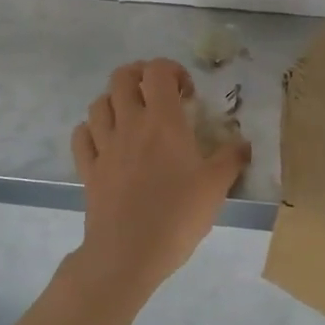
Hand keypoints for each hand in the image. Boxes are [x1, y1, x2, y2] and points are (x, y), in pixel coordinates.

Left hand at [70, 58, 250, 294]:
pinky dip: (91, 129)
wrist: (128, 254)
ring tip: (132, 117)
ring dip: (115, 100)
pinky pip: (81, 136)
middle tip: (158, 95)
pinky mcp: (88, 169)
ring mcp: (104, 146)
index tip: (187, 94)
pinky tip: (105, 140)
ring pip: (98, 103)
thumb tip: (243, 143)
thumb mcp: (216, 187)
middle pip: (122, 77)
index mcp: (163, 120)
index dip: (172, 70)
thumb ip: (231, 159)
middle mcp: (129, 124)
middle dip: (140, 76)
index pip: (158, 71)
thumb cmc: (177, 215)